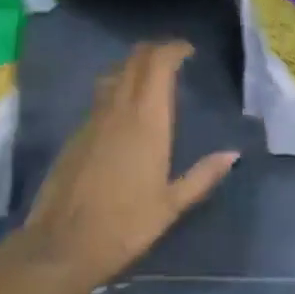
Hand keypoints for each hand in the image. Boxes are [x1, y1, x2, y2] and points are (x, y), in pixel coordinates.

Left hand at [16, 40, 236, 293]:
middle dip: (154, 51)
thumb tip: (232, 155)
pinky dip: (117, 89)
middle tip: (173, 58)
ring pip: (115, 75)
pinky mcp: (76, 133)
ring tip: (150, 78)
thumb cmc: (125, 225)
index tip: (188, 51)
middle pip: (135, 60)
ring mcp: (93, 119)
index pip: (158, 64)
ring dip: (134, 67)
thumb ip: (203, 176)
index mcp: (147, 120)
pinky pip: (100, 97)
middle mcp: (118, 109)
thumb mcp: (171, 205)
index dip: (173, 49)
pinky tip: (124, 112)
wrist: (62, 244)